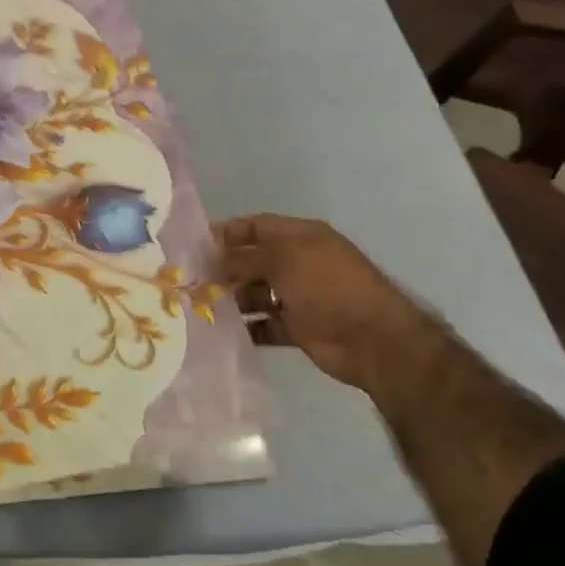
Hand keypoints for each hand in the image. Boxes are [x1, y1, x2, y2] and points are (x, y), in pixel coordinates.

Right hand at [213, 214, 419, 388]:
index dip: (228, 232)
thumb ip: (245, 257)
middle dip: (225, 269)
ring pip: (256, 294)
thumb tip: (214, 260)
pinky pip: (265, 325)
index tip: (195, 245)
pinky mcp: (299, 328)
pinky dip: (247, 328)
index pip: (257, 226)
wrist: (373, 339)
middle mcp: (299, 263)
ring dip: (233, 300)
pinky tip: (223, 331)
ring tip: (202, 308)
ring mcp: (300, 297)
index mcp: (300, 238)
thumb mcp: (283, 260)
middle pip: (253, 261)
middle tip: (191, 281)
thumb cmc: (328, 286)